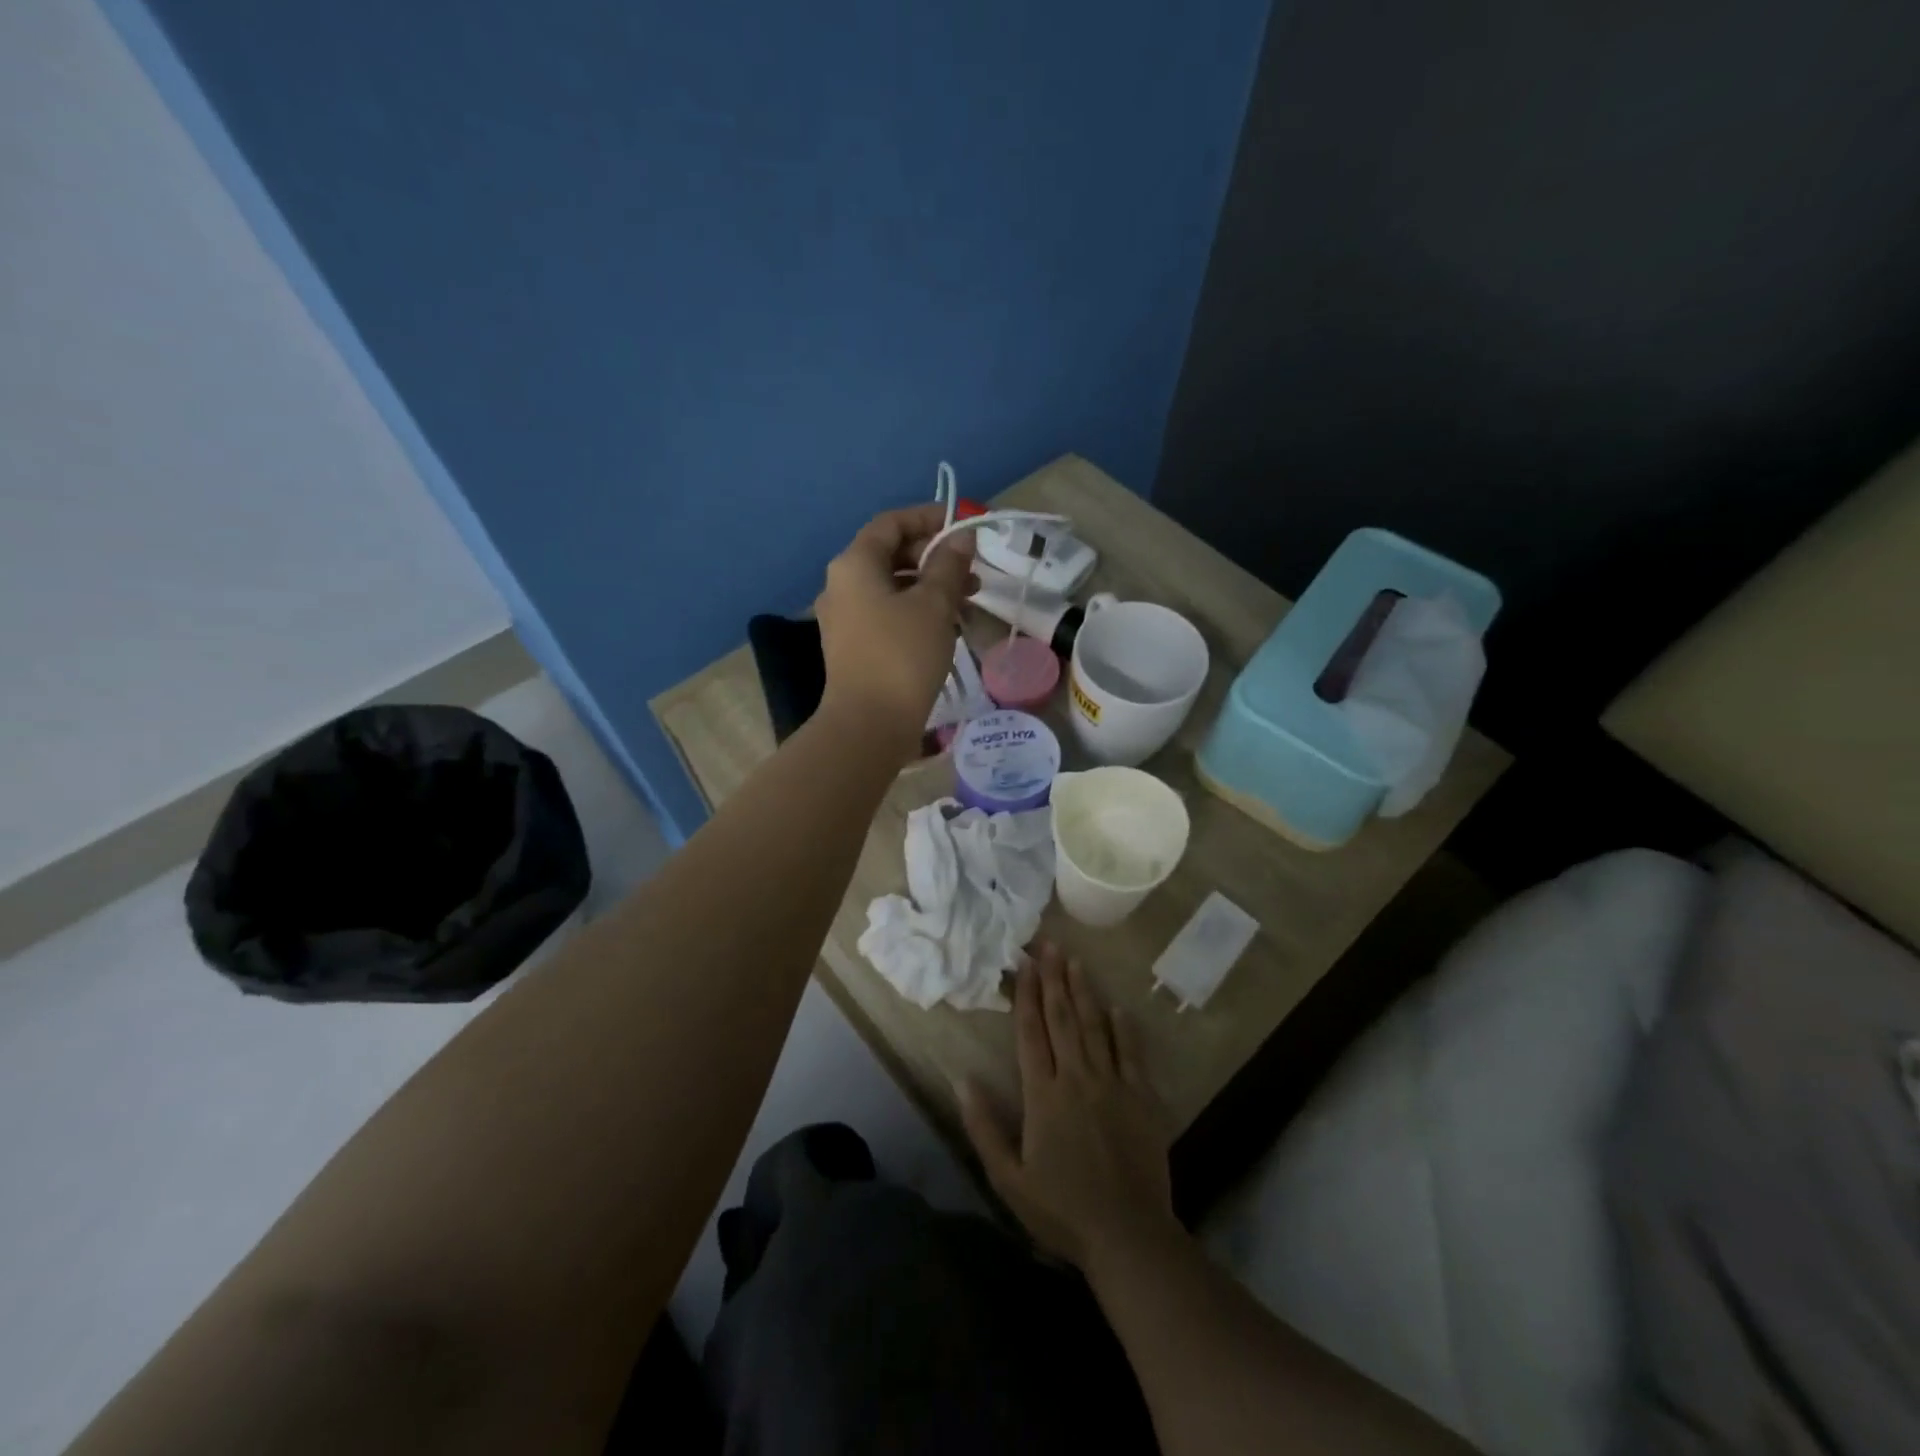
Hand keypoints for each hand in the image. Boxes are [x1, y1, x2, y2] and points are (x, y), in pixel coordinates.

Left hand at [814, 502, 974, 754]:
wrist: (869, 725)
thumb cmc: (902, 655)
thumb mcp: (934, 604)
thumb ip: (948, 565)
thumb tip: (960, 538)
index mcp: (855, 564)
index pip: (891, 523)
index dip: (929, 518)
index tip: (964, 526)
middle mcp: (842, 585)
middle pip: (891, 555)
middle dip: (934, 558)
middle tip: (972, 572)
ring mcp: (844, 618)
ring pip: (892, 588)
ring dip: (930, 588)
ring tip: (968, 602)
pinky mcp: (854, 647)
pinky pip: (887, 615)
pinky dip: (916, 612)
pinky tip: (947, 628)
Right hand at [959, 941, 1176, 1270]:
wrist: (1128, 1235)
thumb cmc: (1062, 1210)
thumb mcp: (1008, 1179)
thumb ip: (984, 1127)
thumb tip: (963, 1079)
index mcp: (1043, 1095)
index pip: (1032, 1034)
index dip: (1027, 996)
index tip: (1024, 964)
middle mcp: (1077, 1078)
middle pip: (1063, 1019)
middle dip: (1054, 979)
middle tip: (1048, 945)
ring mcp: (1113, 1085)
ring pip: (1095, 1027)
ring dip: (1084, 992)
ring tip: (1076, 961)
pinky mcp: (1141, 1098)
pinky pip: (1131, 1053)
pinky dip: (1124, 1028)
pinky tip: (1118, 1007)